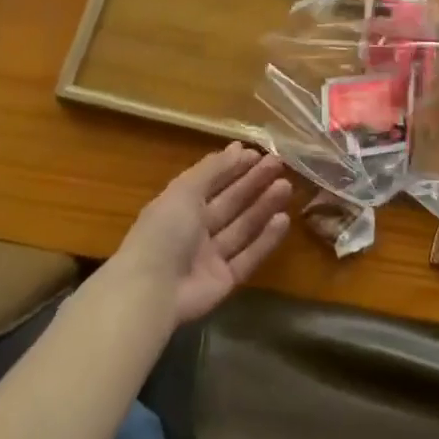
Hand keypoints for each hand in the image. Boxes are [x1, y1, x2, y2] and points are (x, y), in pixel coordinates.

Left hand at [106, 144, 292, 327]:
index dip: (233, 167)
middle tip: (279, 164)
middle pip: (230, 202)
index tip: (258, 153)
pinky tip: (283, 220)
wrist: (152, 291)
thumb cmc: (165, 231)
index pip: (211, 182)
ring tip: (286, 186)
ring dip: (263, 206)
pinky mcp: (224, 280)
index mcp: (180, 206)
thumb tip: (238, 147)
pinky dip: (265, 239)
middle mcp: (195, 230)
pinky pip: (248, 256)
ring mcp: (210, 257)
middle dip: (253, 182)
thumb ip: (213, 169)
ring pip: (242, 227)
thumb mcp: (185, 190)